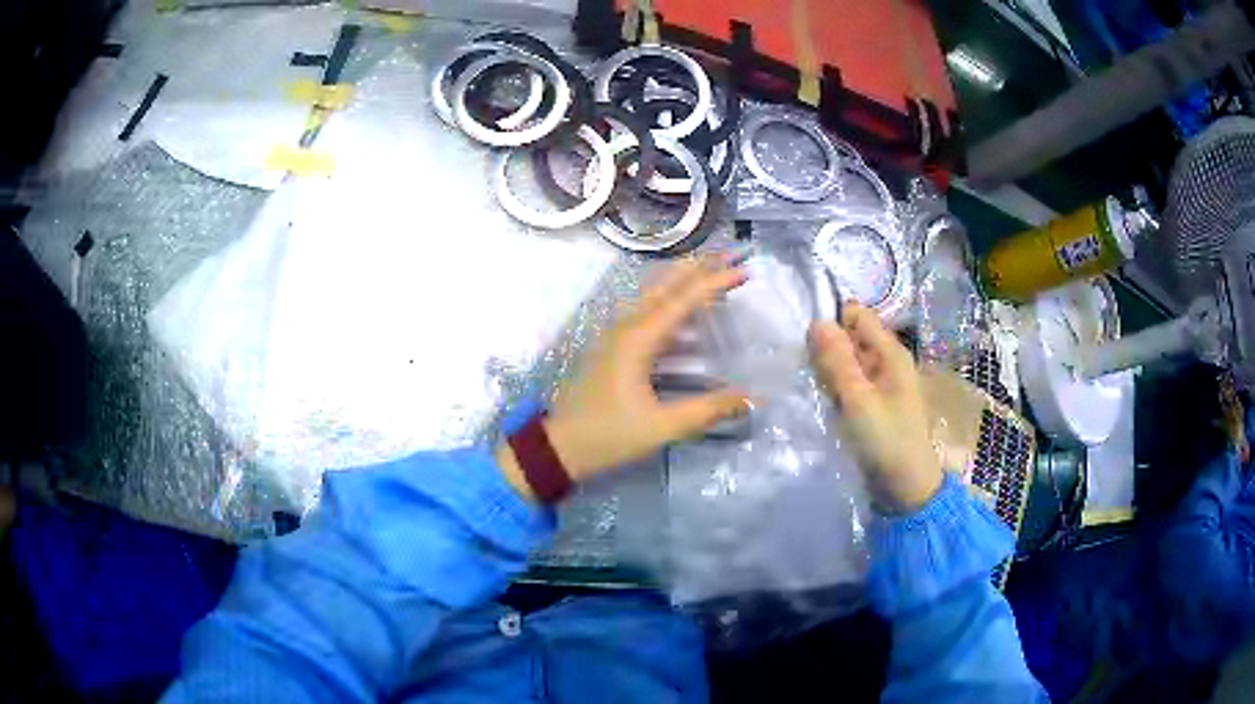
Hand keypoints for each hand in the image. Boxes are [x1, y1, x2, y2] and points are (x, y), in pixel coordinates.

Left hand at [498, 254, 751, 498]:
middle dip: (699, 266)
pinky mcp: (612, 346)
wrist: (559, 446)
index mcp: (638, 339)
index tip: (744, 270)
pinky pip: (646, 310)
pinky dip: (670, 300)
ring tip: (712, 269)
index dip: (715, 282)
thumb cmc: (609, 434)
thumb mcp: (662, 427)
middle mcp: (626, 326)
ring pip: (653, 294)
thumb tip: (752, 398)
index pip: (683, 300)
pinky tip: (683, 309)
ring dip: (683, 278)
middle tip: (730, 254)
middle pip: (666, 285)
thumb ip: (708, 410)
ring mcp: (615, 334)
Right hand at [808, 304, 941, 512]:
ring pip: (846, 362)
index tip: (807, 341)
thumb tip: (817, 321)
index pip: (857, 315)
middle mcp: (887, 361)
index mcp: (891, 352)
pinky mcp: (872, 403)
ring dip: (828, 371)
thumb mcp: (858, 399)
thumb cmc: (886, 440)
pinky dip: (835, 389)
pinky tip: (823, 402)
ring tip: (813, 388)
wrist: (905, 486)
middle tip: (808, 371)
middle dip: (827, 349)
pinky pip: (849, 384)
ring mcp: (880, 383)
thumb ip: (837, 360)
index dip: (832, 321)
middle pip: (850, 338)